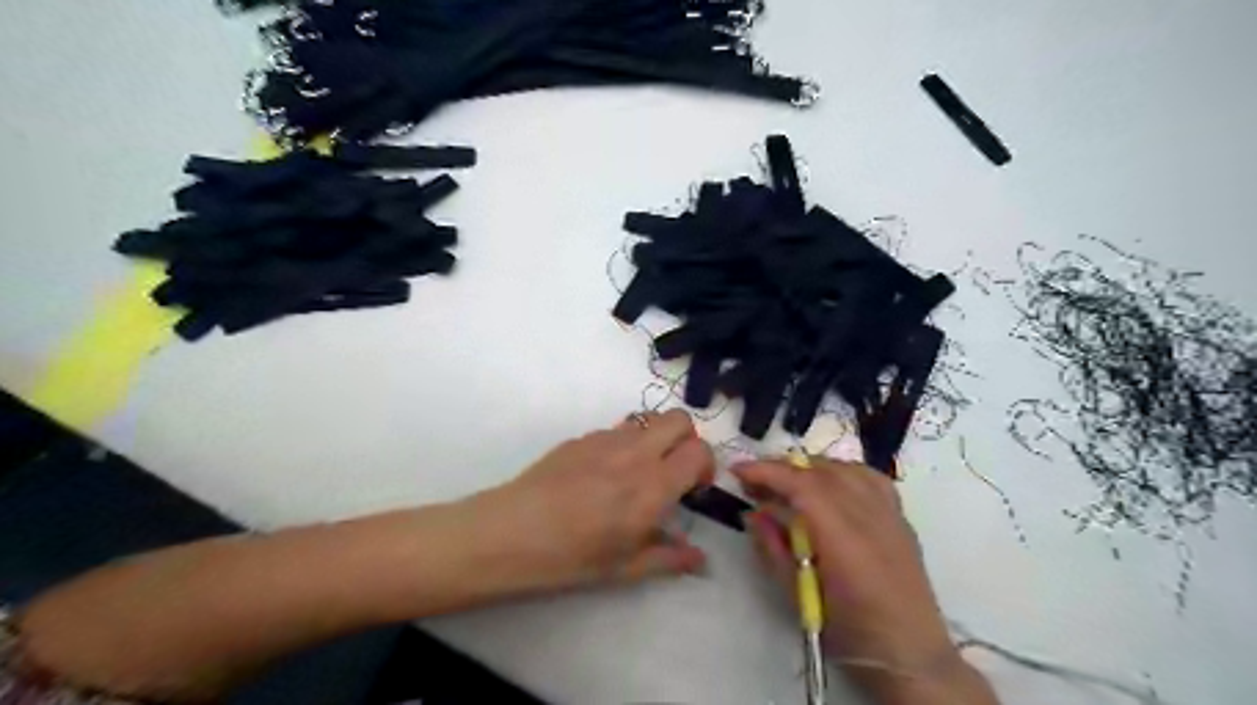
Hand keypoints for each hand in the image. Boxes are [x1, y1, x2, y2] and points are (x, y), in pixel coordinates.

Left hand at [476, 412, 716, 590]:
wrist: (511, 533)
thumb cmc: (572, 557)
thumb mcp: (626, 568)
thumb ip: (669, 557)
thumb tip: (700, 558)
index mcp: (653, 486)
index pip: (699, 451)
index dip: (705, 466)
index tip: (693, 489)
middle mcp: (636, 453)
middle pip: (680, 419)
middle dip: (687, 440)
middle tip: (672, 471)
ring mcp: (606, 439)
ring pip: (648, 419)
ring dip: (656, 439)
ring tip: (638, 471)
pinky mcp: (581, 437)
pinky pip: (617, 429)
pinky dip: (625, 444)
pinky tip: (602, 475)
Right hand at [734, 460, 996, 701]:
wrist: (911, 654)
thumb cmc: (849, 632)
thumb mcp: (798, 597)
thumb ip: (773, 549)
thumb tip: (753, 514)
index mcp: (842, 538)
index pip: (801, 485)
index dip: (767, 472)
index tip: (738, 471)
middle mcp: (869, 515)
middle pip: (820, 470)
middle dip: (782, 468)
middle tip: (754, 483)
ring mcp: (889, 513)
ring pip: (844, 467)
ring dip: (809, 468)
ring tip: (786, 483)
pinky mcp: (900, 517)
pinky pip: (868, 477)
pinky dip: (841, 471)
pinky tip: (829, 484)